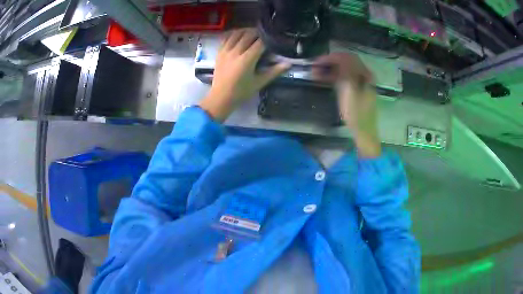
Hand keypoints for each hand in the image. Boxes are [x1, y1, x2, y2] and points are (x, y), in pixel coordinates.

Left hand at [199, 28, 289, 121]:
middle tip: (265, 35)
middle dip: (258, 33)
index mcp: (247, 60)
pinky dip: (233, 33)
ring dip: (246, 30)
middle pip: (248, 35)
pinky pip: (226, 37)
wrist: (221, 97)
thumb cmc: (241, 92)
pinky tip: (239, 34)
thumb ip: (274, 71)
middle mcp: (236, 52)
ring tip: (253, 32)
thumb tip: (288, 64)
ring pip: (237, 33)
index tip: (273, 39)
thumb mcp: (259, 83)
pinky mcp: (219, 52)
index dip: (268, 39)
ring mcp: (226, 51)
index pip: (260, 43)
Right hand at [313, 52, 380, 157]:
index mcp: (364, 73)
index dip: (331, 57)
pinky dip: (333, 77)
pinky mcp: (356, 89)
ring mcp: (360, 82)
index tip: (316, 62)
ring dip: (329, 70)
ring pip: (343, 70)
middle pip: (344, 62)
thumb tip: (338, 57)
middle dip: (328, 62)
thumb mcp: (349, 91)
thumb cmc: (356, 113)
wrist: (364, 132)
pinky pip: (343, 78)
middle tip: (314, 67)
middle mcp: (364, 74)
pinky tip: (323, 79)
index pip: (346, 57)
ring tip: (315, 74)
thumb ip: (345, 71)